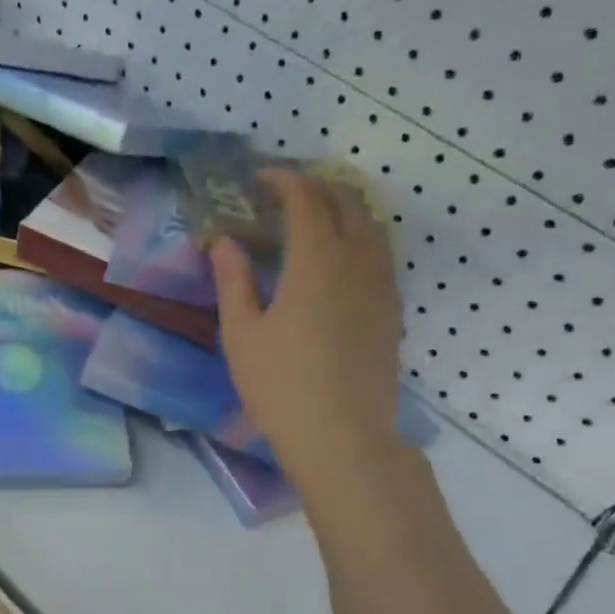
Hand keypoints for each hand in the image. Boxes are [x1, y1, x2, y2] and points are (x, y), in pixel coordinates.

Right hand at [209, 172, 405, 502]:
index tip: (259, 178)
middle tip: (284, 195)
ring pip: (371, 226)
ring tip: (313, 220)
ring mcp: (381, 285)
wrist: (342, 435)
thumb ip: (233, 281)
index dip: (283, 181)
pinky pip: (379, 255)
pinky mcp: (391, 310)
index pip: (305, 200)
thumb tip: (223, 242)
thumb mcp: (241, 333)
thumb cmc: (280, 383)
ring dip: (342, 210)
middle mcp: (357, 261)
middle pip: (346, 203)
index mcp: (316, 260)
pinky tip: (337, 261)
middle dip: (316, 188)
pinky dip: (358, 239)